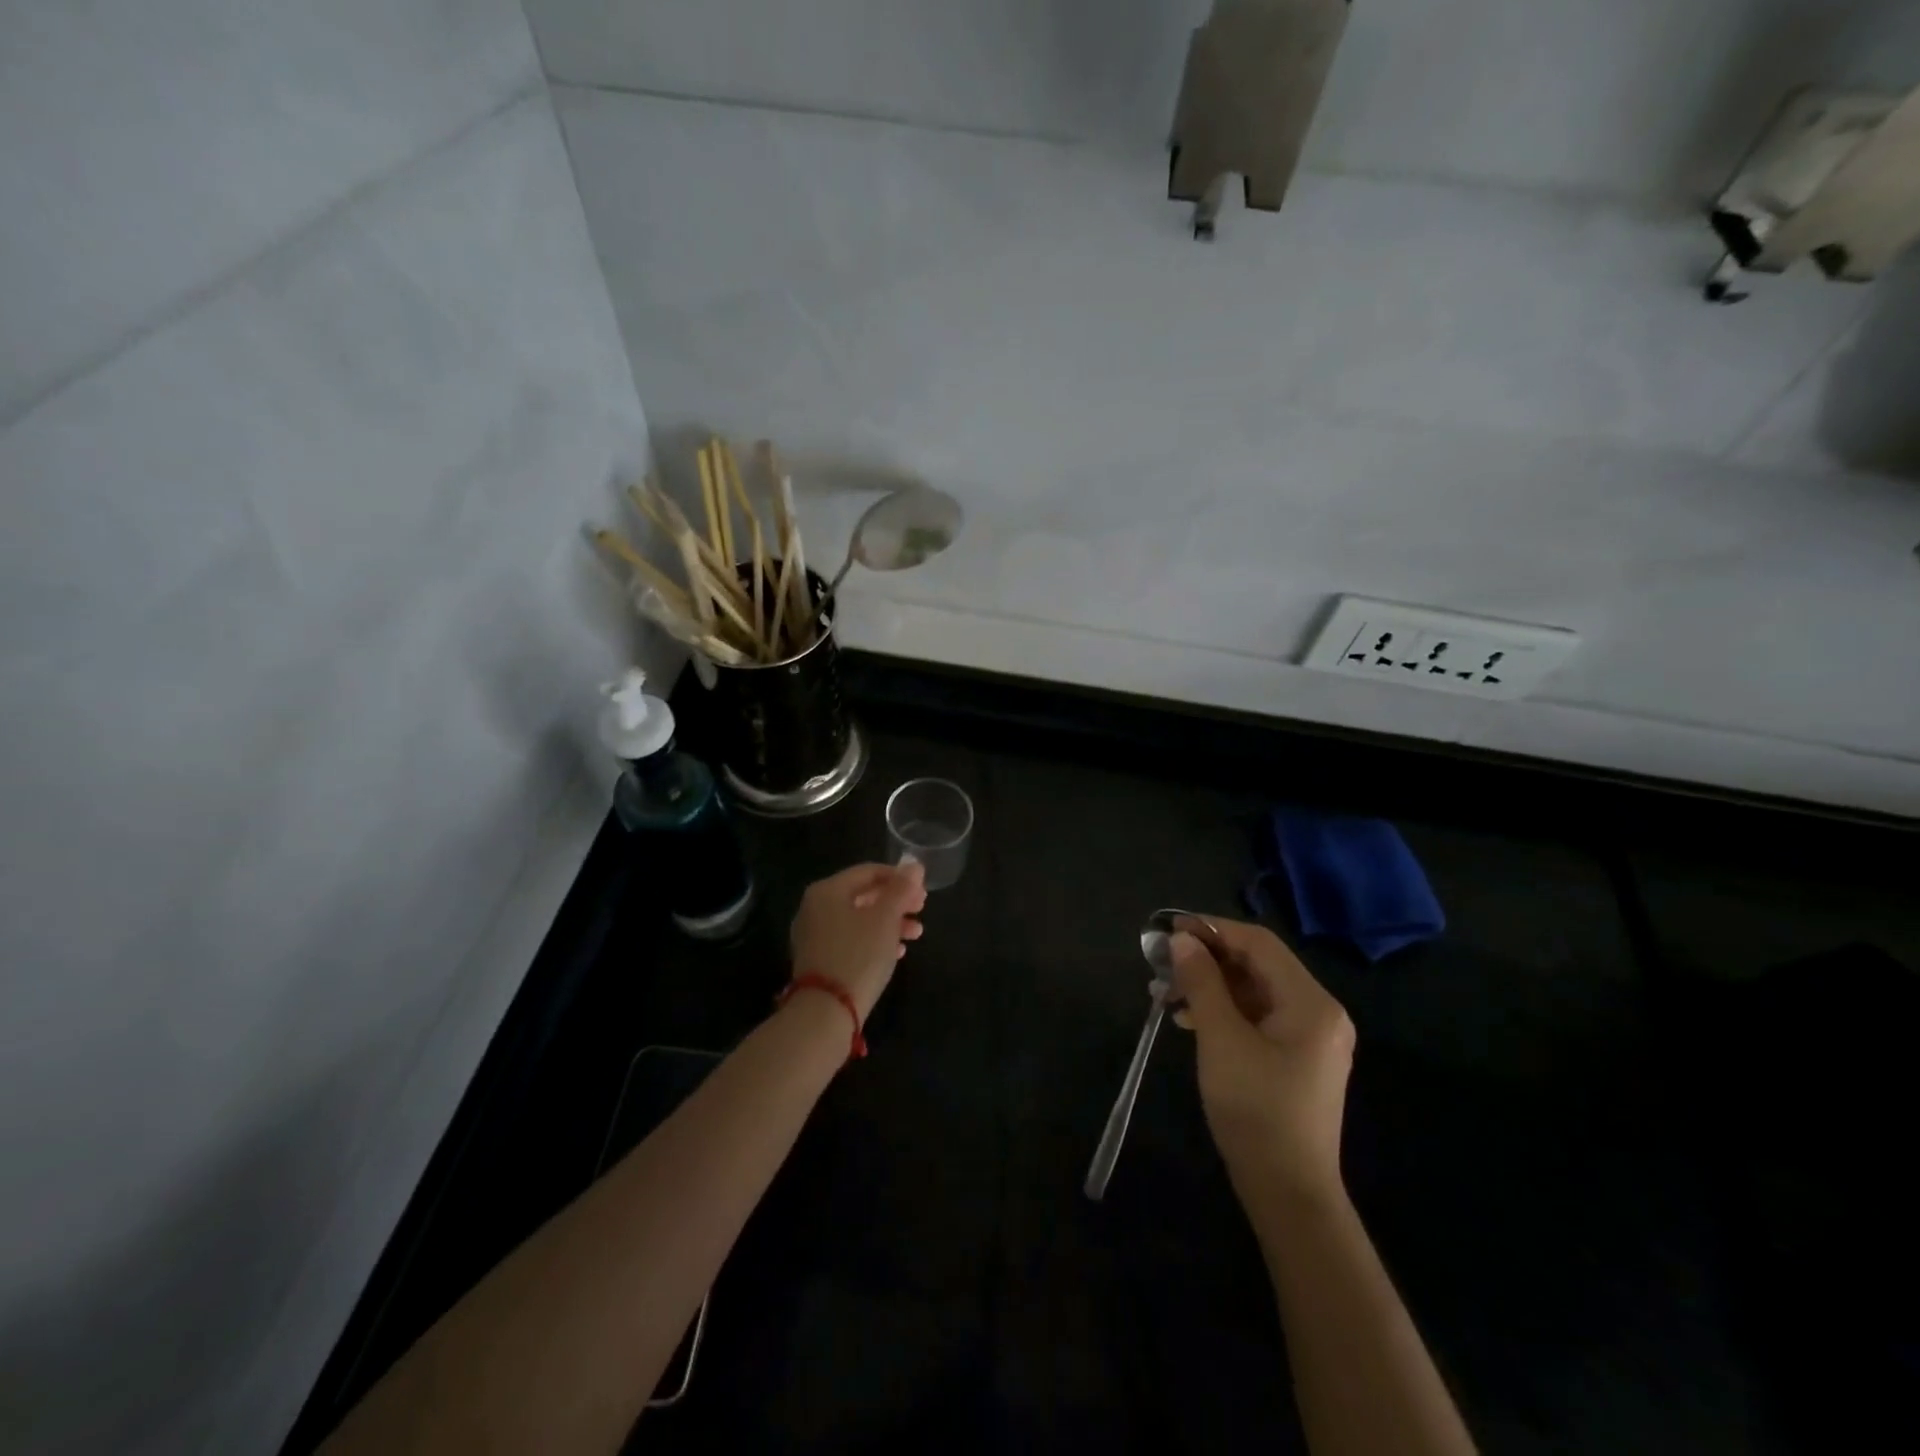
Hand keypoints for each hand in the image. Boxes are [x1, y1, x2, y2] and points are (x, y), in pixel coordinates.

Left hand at [788, 862, 927, 1018]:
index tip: (923, 893)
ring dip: (889, 923)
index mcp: (827, 890)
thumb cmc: (858, 955)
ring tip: (916, 934)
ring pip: (858, 919)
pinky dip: (874, 940)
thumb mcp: (885, 918)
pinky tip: (896, 952)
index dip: (899, 878)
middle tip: (921, 911)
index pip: (868, 872)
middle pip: (863, 895)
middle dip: (896, 902)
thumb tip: (914, 865)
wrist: (825, 1011)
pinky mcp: (818, 959)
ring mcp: (813, 935)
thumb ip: (901, 889)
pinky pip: (850, 939)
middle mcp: (815, 908)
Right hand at [1170, 918, 1354, 1203]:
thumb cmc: (1256, 1110)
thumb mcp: (1221, 1040)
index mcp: (1311, 1003)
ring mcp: (1310, 1038)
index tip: (1170, 928)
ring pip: (1254, 992)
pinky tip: (1189, 1020)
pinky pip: (1258, 1017)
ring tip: (1165, 993)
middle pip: (1258, 965)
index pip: (1259, 943)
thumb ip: (1202, 983)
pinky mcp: (1297, 1060)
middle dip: (1207, 959)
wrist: (1288, 1194)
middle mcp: (1319, 1013)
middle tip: (1162, 963)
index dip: (1213, 930)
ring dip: (1210, 986)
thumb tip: (1183, 940)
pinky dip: (1223, 1011)